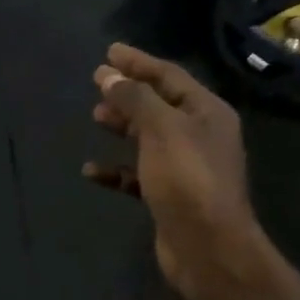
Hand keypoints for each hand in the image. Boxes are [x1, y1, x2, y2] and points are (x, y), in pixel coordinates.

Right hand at [82, 44, 263, 299]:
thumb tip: (108, 75)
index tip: (109, 51)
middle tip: (97, 83)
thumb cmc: (188, 178)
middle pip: (159, 105)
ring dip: (123, 126)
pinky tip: (91, 170)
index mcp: (207, 112)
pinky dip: (117, 169)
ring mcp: (186, 168)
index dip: (138, 62)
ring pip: (149, 138)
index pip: (169, 75)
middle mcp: (200, 135)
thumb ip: (134, 98)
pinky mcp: (170, 197)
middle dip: (129, 93)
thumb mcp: (160, 128)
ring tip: (95, 117)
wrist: (208, 248)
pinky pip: (139, 175)